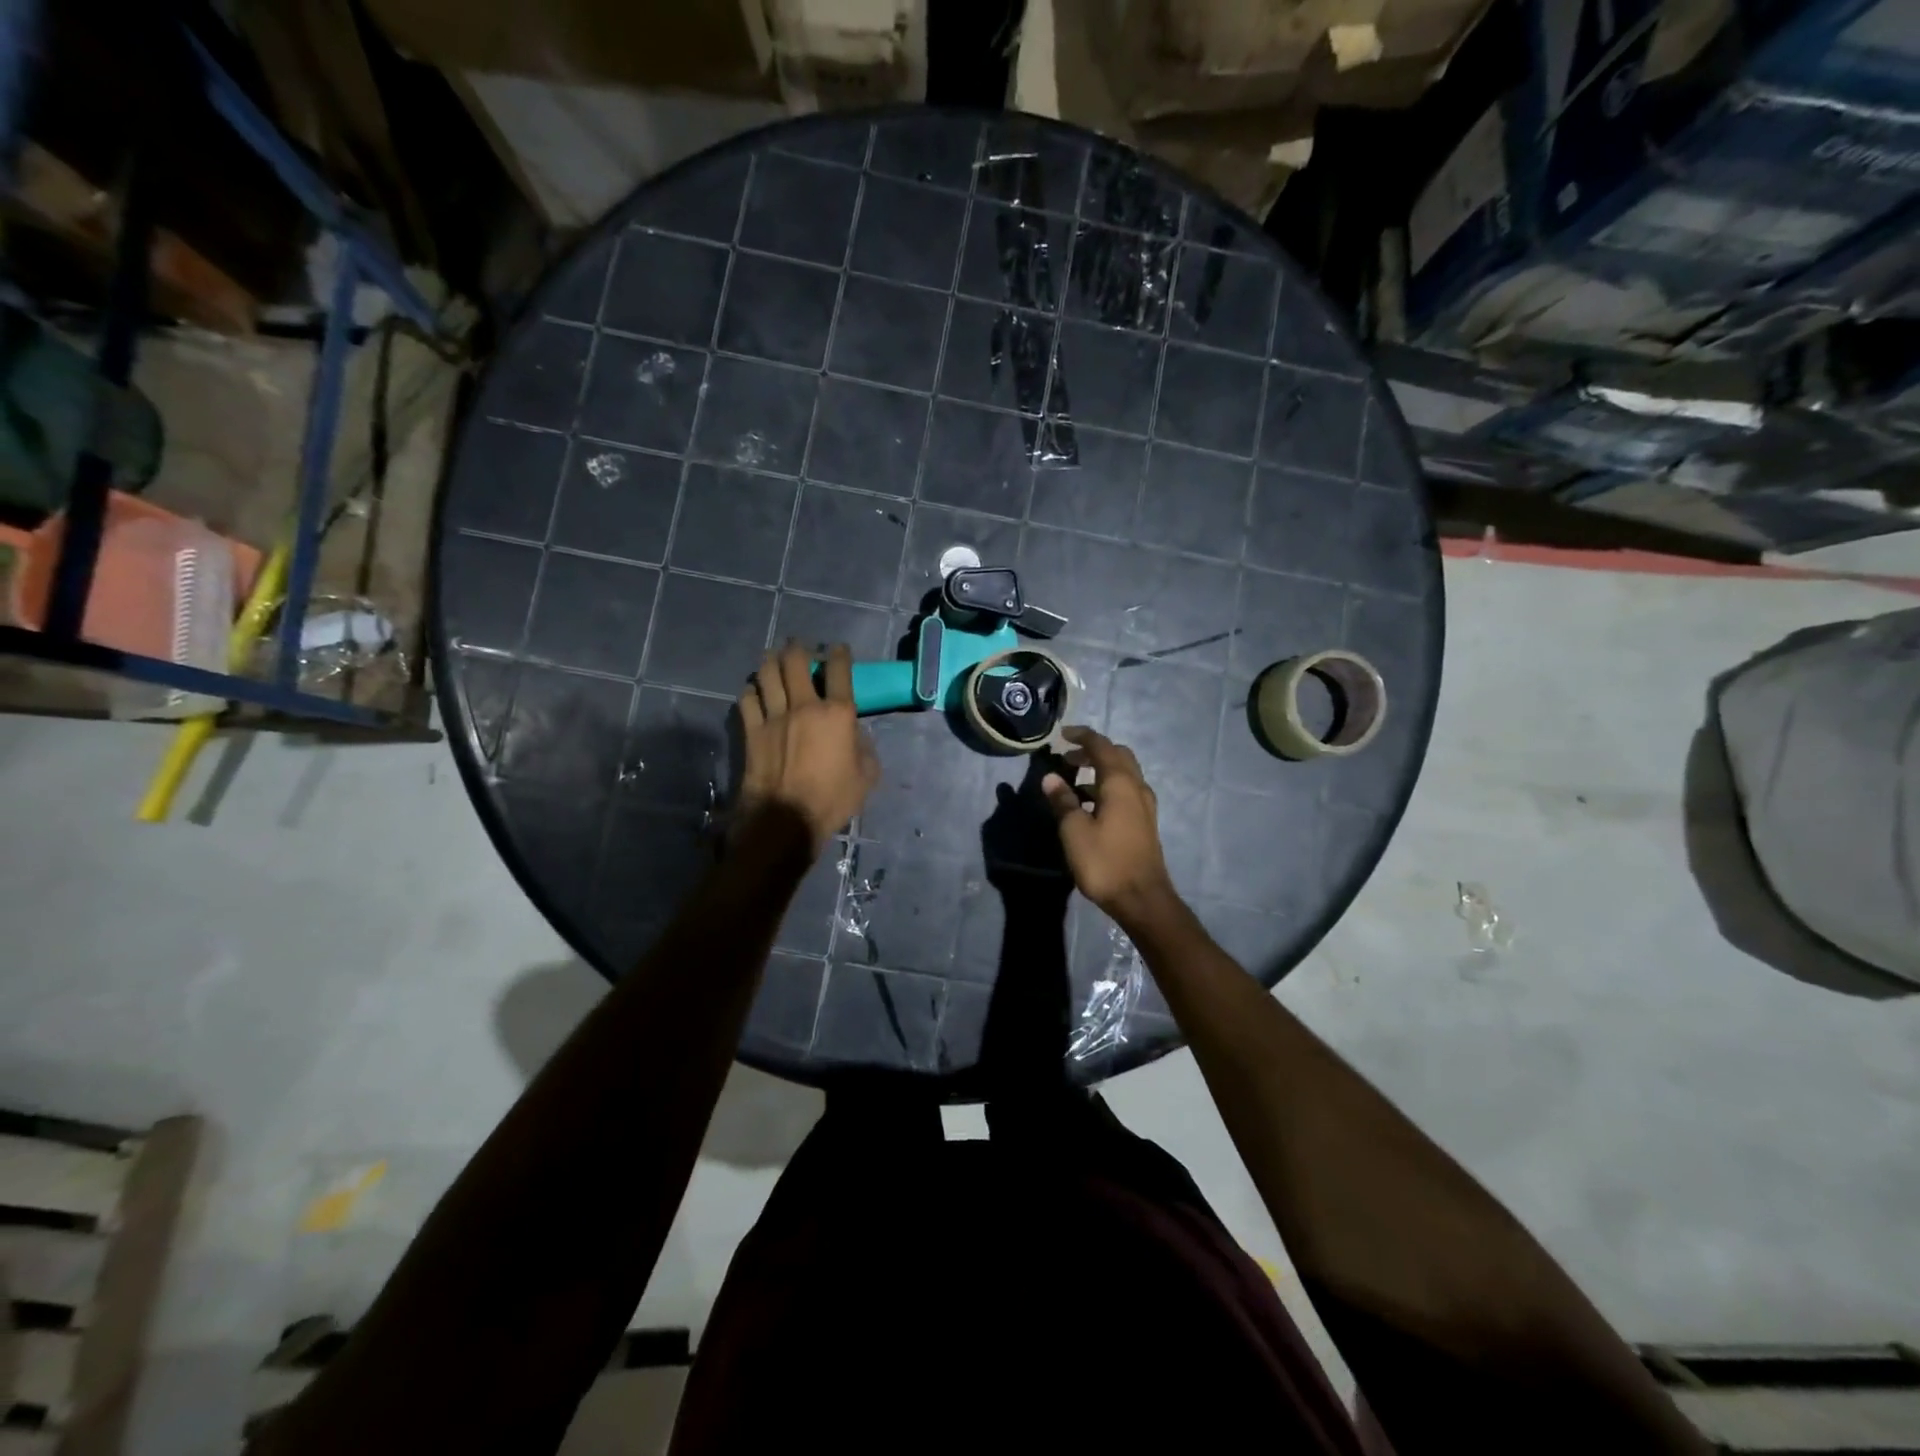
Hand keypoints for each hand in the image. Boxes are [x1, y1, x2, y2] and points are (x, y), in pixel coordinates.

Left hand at [737, 642, 879, 854]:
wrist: (786, 819)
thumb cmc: (832, 799)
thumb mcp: (867, 777)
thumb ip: (864, 748)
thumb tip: (856, 734)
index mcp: (837, 714)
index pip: (839, 671)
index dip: (840, 654)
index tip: (838, 649)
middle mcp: (804, 706)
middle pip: (796, 662)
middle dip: (799, 648)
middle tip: (800, 647)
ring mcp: (774, 716)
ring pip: (767, 673)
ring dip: (771, 662)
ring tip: (774, 659)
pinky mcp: (752, 731)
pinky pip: (748, 699)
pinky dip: (752, 690)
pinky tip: (755, 691)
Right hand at [1040, 726, 1177, 927]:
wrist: (1142, 899)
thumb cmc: (1105, 862)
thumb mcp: (1074, 831)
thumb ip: (1063, 801)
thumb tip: (1051, 778)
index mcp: (1120, 783)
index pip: (1101, 746)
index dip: (1082, 736)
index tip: (1062, 734)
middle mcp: (1137, 788)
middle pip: (1118, 756)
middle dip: (1093, 751)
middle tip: (1068, 757)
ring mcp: (1145, 806)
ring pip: (1124, 774)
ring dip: (1101, 770)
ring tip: (1074, 780)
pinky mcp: (1145, 823)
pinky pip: (1126, 791)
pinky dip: (1108, 787)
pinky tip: (1091, 804)